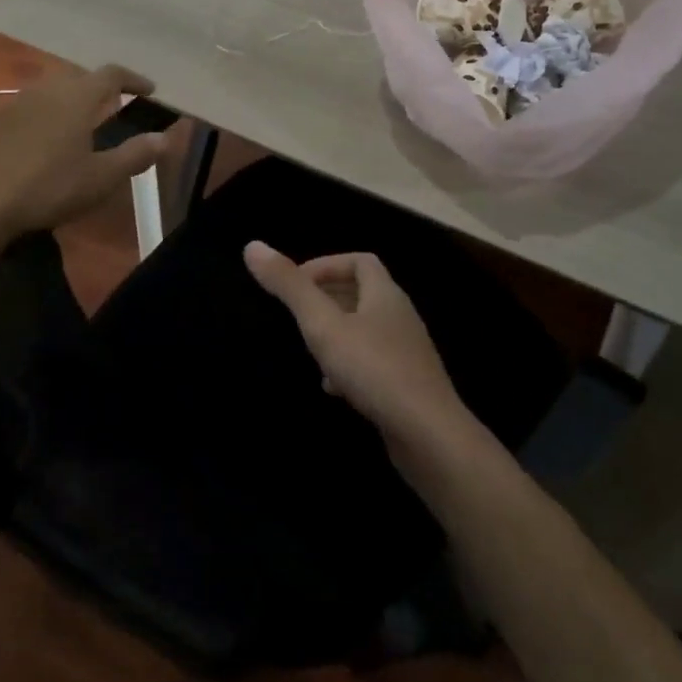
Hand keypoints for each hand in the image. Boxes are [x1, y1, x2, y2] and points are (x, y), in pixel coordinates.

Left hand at [0, 65, 168, 236]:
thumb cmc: (48, 187)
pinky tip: (48, 137)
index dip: (133, 79)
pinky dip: (49, 111)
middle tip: (115, 102)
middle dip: (100, 85)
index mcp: (77, 97)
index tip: (149, 89)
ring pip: (52, 88)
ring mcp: (18, 103)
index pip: (111, 74)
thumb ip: (135, 155)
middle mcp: (48, 90)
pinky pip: (32, 104)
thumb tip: (165, 138)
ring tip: (83, 118)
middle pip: (79, 75)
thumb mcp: (101, 178)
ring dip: (72, 96)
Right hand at [242, 244, 477, 464]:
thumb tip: (253, 246)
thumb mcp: (323, 325)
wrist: (429, 435)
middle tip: (297, 314)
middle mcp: (400, 316)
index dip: (327, 265)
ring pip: (366, 330)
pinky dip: (350, 365)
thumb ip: (289, 287)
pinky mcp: (408, 384)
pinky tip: (333, 388)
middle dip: (327, 299)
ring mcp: (407, 353)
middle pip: (363, 293)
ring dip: (337, 334)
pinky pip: (374, 362)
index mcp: (385, 294)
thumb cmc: (373, 369)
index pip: (360, 261)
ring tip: (311, 350)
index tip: (297, 284)